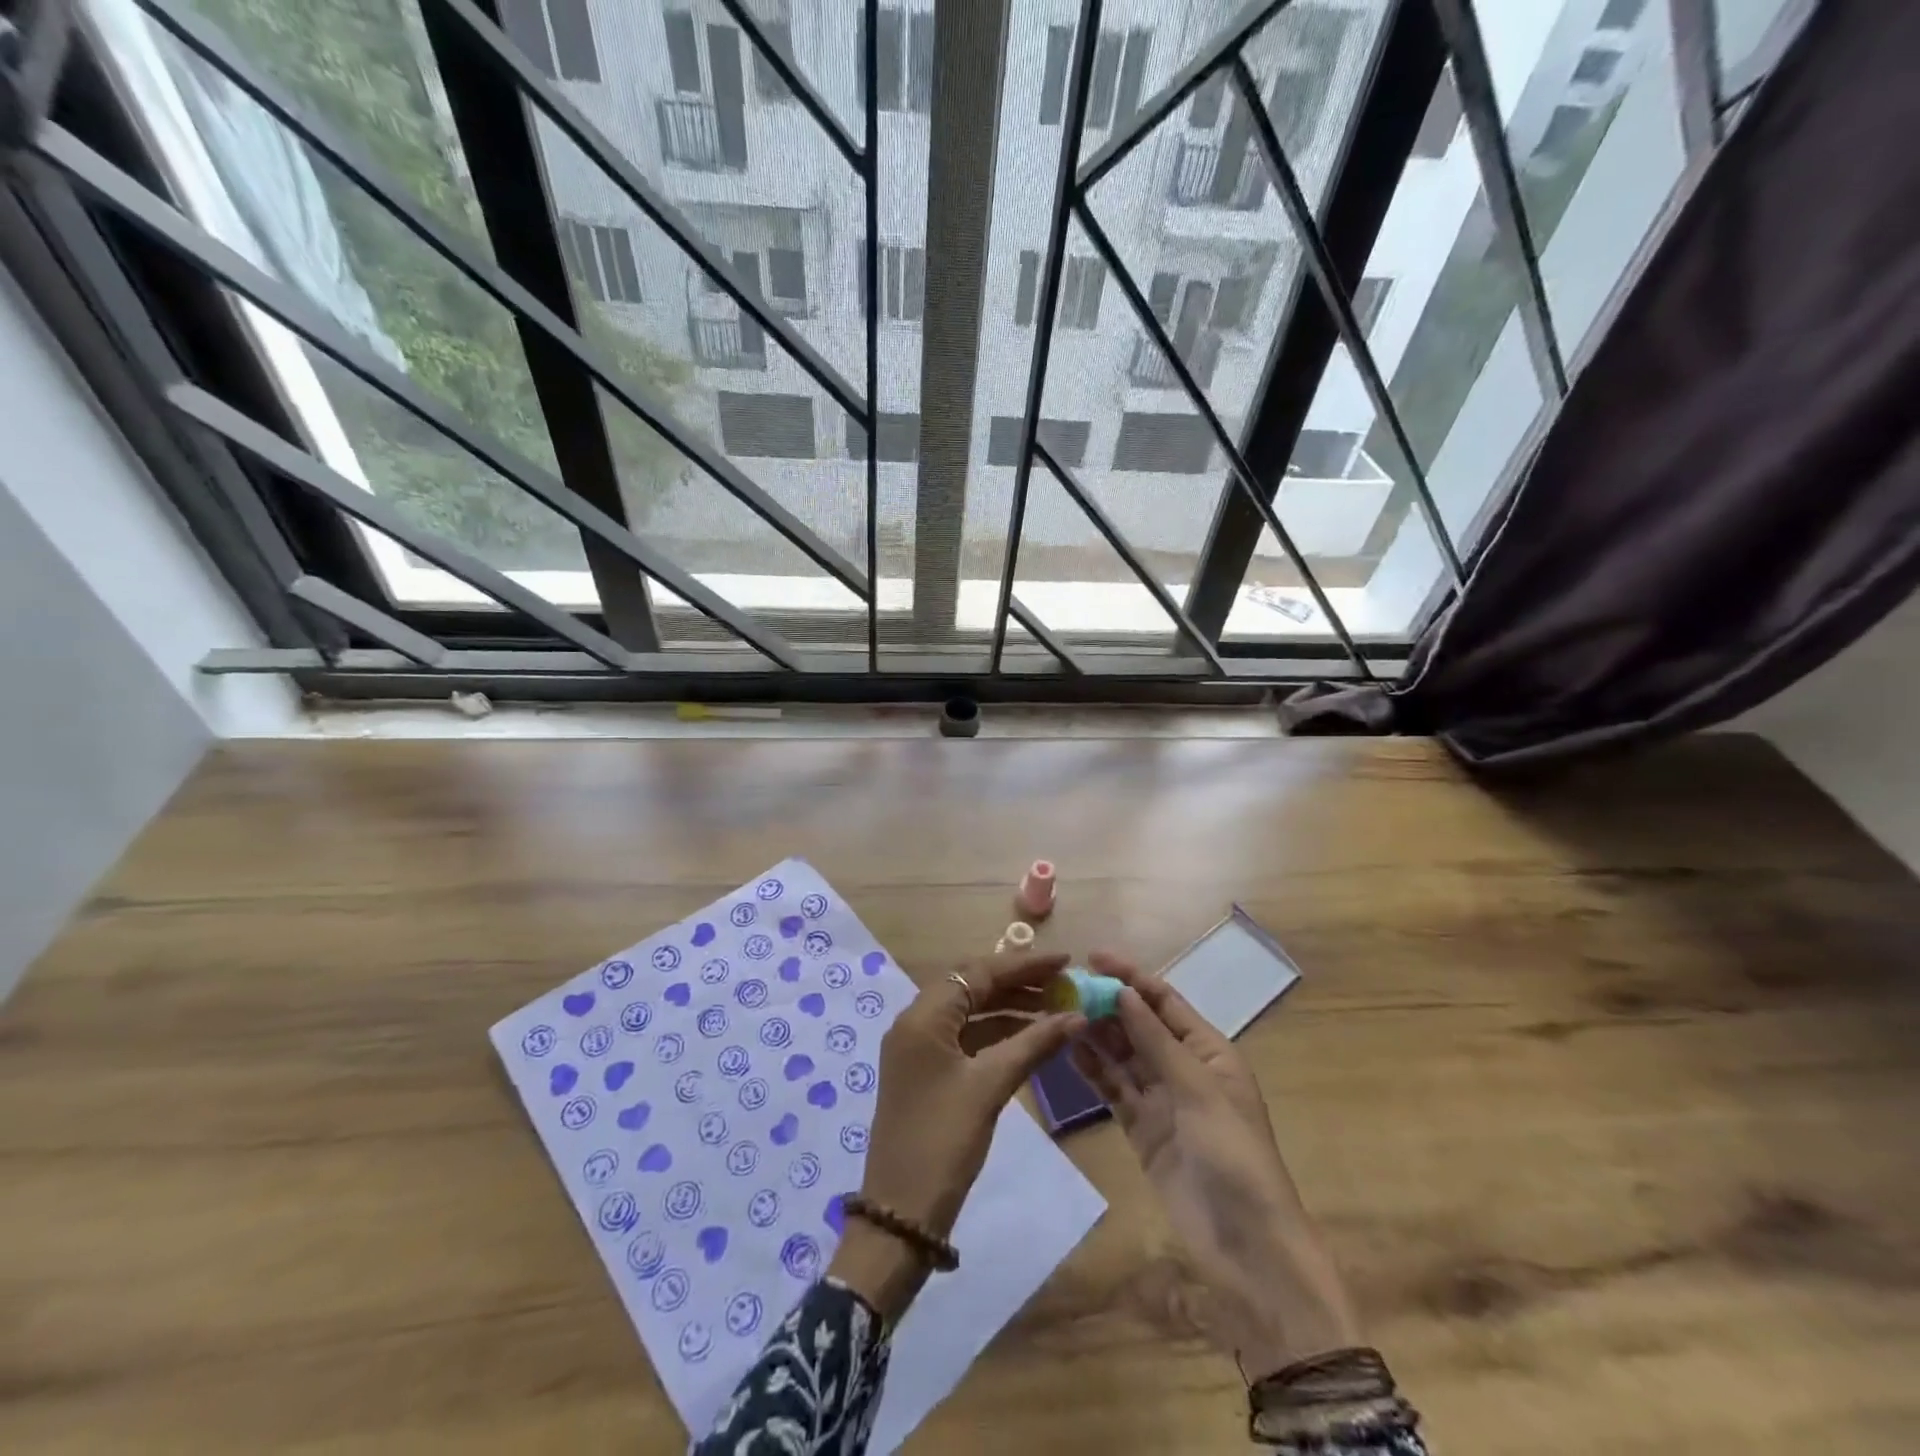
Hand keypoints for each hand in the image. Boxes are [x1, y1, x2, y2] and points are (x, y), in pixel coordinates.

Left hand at [828, 952, 1084, 1321]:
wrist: (900, 1212)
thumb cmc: (943, 1141)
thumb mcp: (990, 1087)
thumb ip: (1033, 1045)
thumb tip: (1076, 1016)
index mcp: (923, 1016)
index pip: (978, 972)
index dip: (1024, 964)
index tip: (1064, 961)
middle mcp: (916, 1022)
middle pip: (972, 986)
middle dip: (1018, 982)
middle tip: (1062, 984)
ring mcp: (919, 1048)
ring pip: (970, 1012)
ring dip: (1010, 1008)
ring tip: (1055, 1008)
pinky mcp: (927, 1071)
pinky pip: (966, 1037)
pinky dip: (997, 1033)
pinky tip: (1030, 1038)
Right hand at [1071, 953, 1360, 1376]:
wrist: (1246, 1244)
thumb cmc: (1232, 1153)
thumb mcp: (1196, 1088)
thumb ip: (1155, 1039)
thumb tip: (1122, 992)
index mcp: (1209, 1050)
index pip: (1164, 1000)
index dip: (1130, 976)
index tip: (1093, 957)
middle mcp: (1183, 1068)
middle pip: (1139, 1025)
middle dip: (1107, 1003)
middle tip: (1064, 986)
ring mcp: (1161, 1099)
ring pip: (1122, 1055)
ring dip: (1096, 1033)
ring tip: (1059, 1011)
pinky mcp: (1142, 1128)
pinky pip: (1114, 1089)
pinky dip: (1094, 1070)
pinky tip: (1069, 1050)